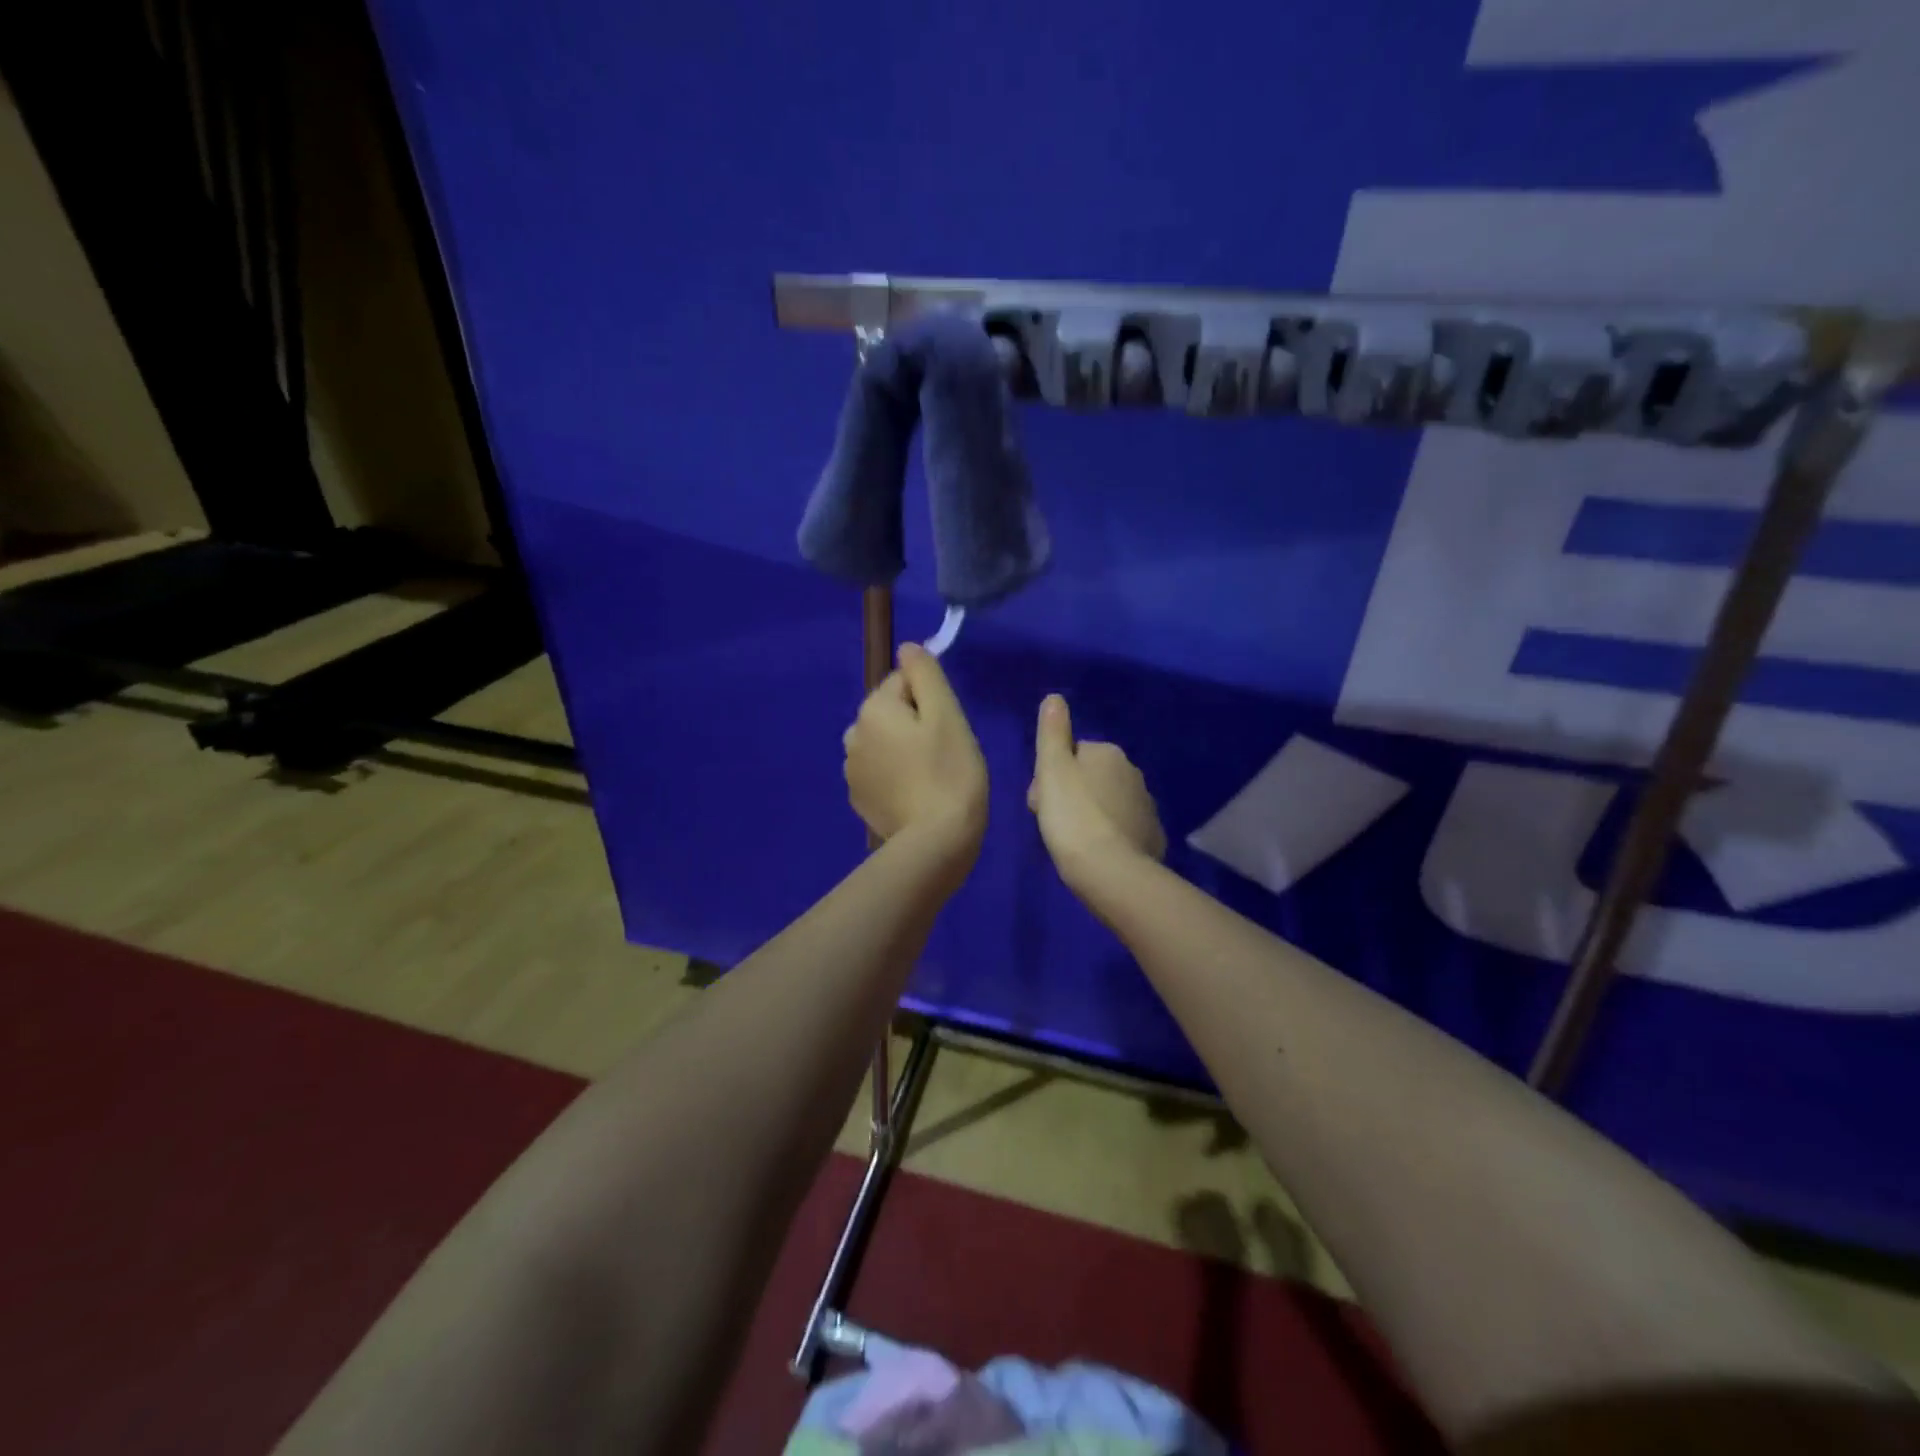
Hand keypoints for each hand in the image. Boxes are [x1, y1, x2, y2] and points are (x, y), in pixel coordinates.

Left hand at [843, 643, 987, 857]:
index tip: (947, 729)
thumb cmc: (950, 772)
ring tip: (931, 776)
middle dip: (916, 725)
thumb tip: (907, 647)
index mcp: (873, 709)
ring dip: (905, 749)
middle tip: (944, 754)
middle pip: (892, 711)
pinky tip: (916, 795)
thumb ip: (925, 674)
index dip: (932, 701)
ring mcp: (852, 770)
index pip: (905, 682)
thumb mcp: (947, 714)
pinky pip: (880, 770)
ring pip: (885, 741)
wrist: (936, 841)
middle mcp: (853, 734)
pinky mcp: (859, 798)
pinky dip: (896, 775)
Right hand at [1027, 694, 1165, 886]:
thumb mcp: (1052, 770)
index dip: (1050, 778)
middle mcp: (1133, 772)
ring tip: (1072, 842)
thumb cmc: (1072, 816)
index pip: (1071, 756)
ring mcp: (1146, 806)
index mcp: (1108, 753)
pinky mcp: (1152, 836)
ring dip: (1089, 816)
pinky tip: (1095, 855)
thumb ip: (1052, 732)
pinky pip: (1122, 829)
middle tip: (1053, 825)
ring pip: (1106, 804)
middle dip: (1070, 797)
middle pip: (1089, 779)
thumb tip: (1054, 697)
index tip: (1040, 803)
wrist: (1110, 870)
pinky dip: (1108, 836)